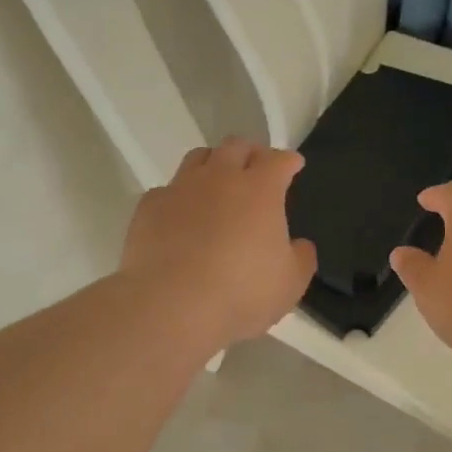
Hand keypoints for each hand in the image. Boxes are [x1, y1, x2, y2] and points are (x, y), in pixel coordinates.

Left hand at [121, 138, 317, 348]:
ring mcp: (180, 188)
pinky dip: (179, 196)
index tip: (293, 165)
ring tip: (217, 181)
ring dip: (213, 163)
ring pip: (198, 158)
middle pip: (236, 146)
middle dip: (250, 152)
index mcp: (260, 189)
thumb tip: (299, 245)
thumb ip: (301, 258)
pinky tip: (180, 214)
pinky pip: (167, 190)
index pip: (279, 160)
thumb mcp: (290, 283)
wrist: (171, 304)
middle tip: (256, 166)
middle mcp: (219, 178)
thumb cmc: (241, 292)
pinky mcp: (149, 207)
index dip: (288, 161)